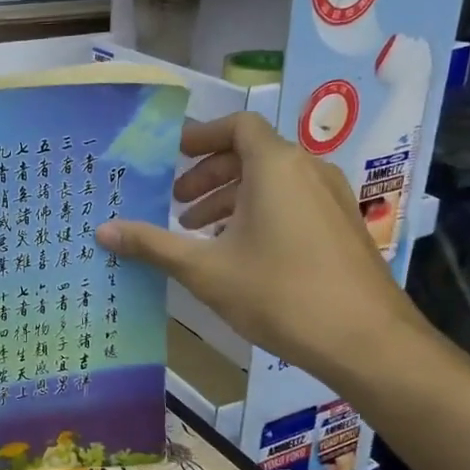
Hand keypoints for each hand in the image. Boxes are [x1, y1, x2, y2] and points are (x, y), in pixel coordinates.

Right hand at [96, 113, 430, 384]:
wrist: (367, 342)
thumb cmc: (279, 293)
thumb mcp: (205, 270)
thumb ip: (152, 244)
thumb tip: (102, 230)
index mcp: (276, 166)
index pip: (237, 127)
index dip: (201, 136)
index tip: (171, 156)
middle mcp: (308, 170)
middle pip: (252, 153)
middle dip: (208, 175)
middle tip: (176, 205)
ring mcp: (331, 199)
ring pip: (272, 181)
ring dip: (231, 197)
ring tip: (200, 233)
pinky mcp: (343, 227)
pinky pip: (292, 202)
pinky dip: (259, 212)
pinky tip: (239, 253)